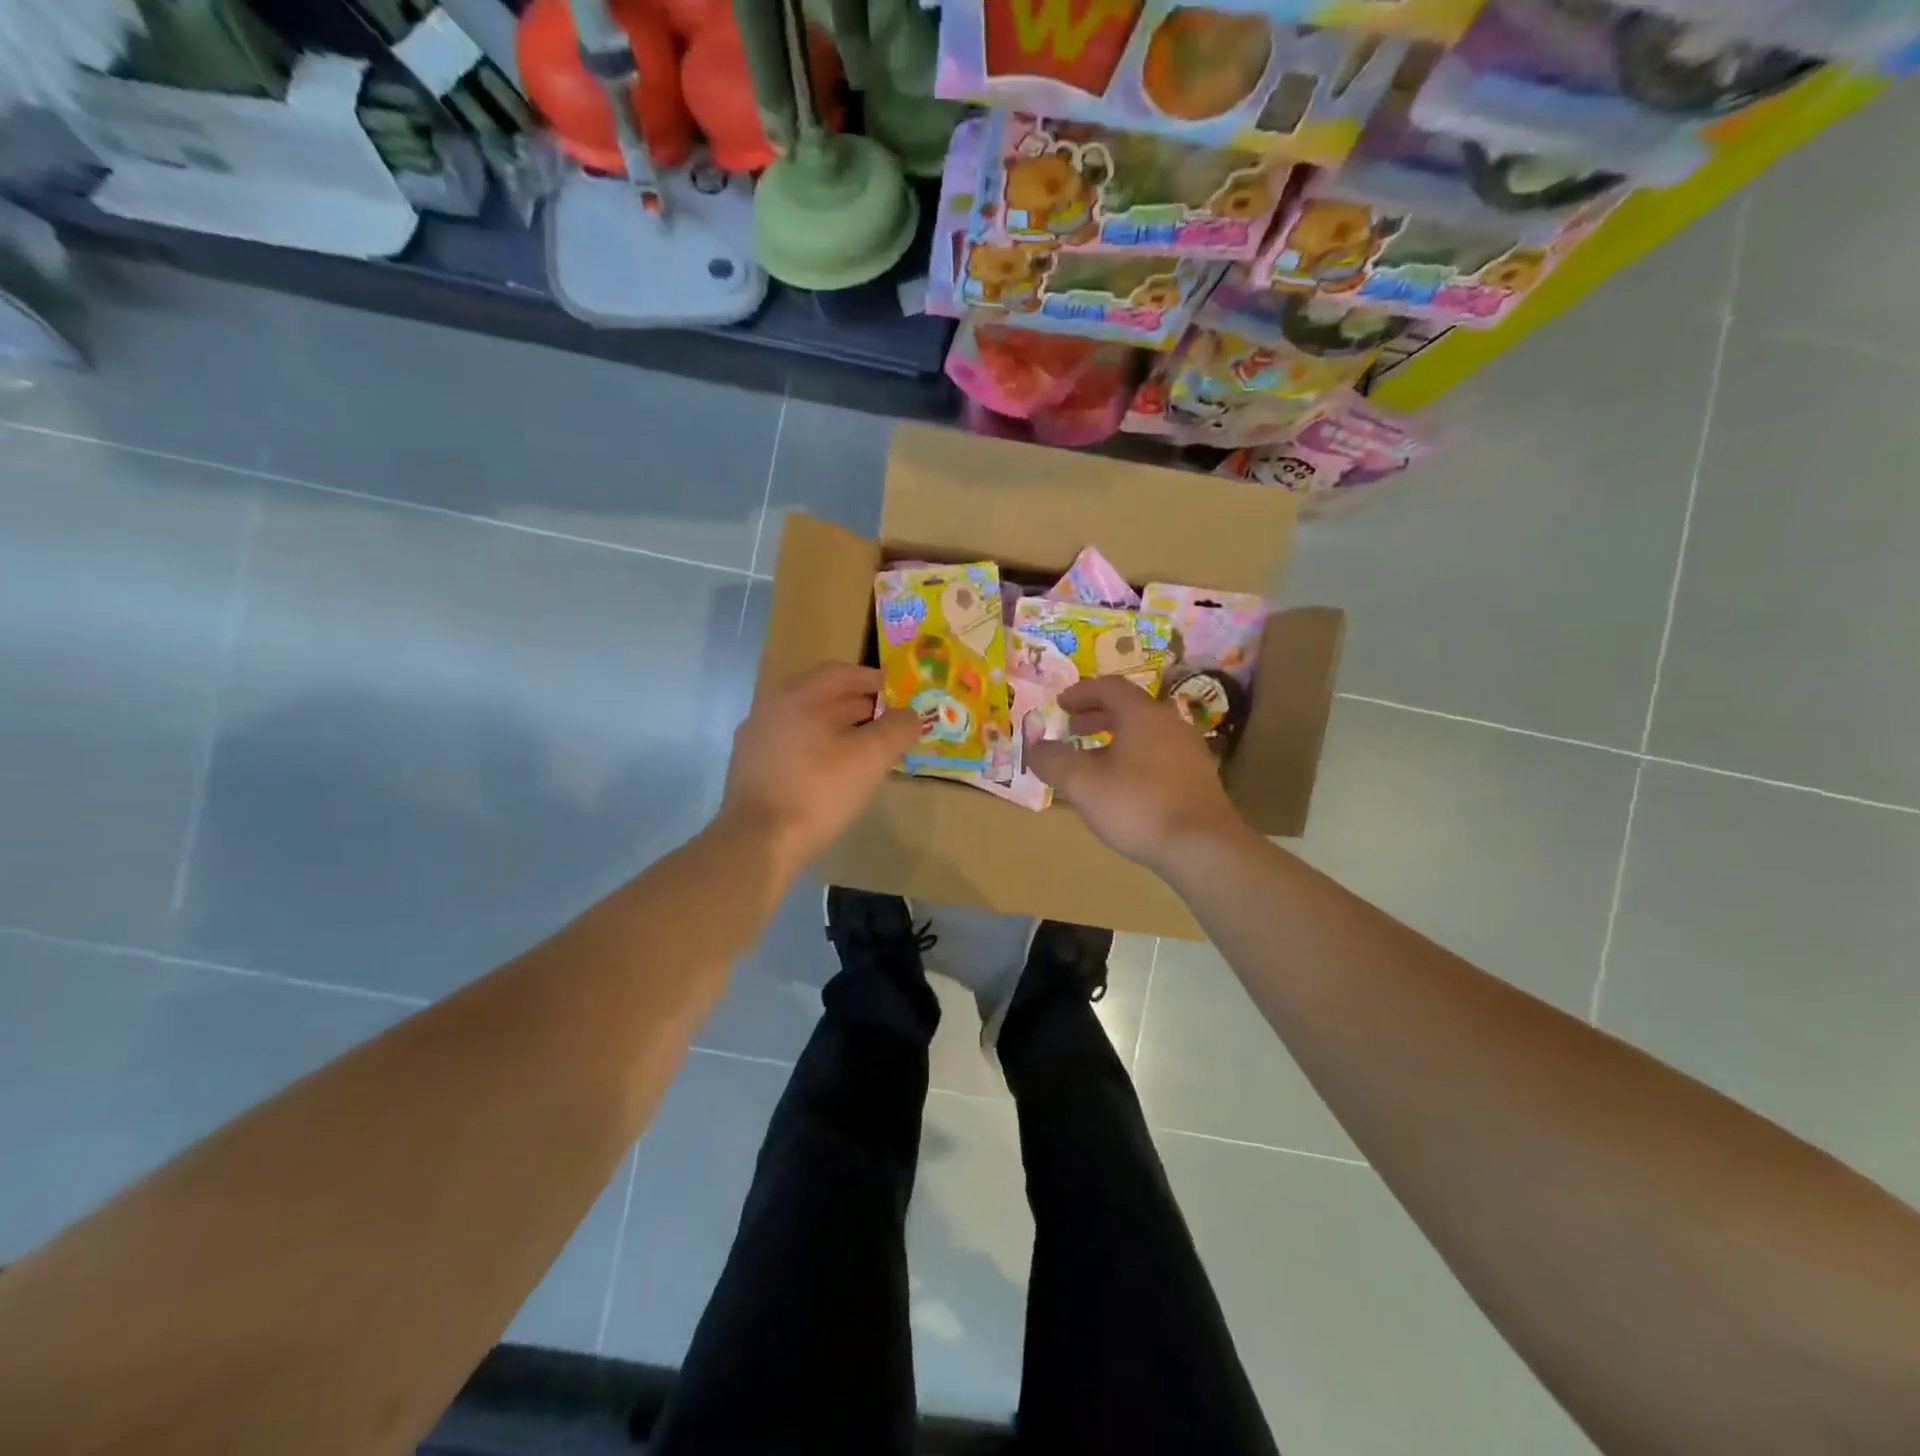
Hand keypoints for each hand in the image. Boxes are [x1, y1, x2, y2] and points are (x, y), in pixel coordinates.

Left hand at [719, 663, 920, 875]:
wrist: (757, 842)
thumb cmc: (818, 792)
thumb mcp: (870, 758)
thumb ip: (897, 729)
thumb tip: (911, 715)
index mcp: (798, 696)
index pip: (842, 673)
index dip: (875, 680)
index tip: (899, 694)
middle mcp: (772, 707)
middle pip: (823, 695)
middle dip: (860, 705)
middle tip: (888, 723)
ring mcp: (756, 737)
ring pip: (807, 721)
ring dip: (839, 727)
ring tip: (865, 747)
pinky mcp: (751, 766)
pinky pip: (793, 743)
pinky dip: (818, 746)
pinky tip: (833, 770)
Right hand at [1027, 676, 1245, 871]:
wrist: (1202, 846)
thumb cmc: (1137, 806)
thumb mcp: (1082, 783)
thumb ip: (1053, 760)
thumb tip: (1035, 747)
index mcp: (1142, 714)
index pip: (1109, 687)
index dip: (1081, 693)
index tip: (1060, 704)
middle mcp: (1170, 723)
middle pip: (1130, 707)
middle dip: (1097, 715)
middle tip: (1073, 729)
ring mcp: (1189, 750)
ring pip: (1146, 731)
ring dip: (1117, 736)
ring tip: (1095, 758)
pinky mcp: (1199, 777)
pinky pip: (1160, 753)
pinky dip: (1136, 756)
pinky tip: (1125, 784)